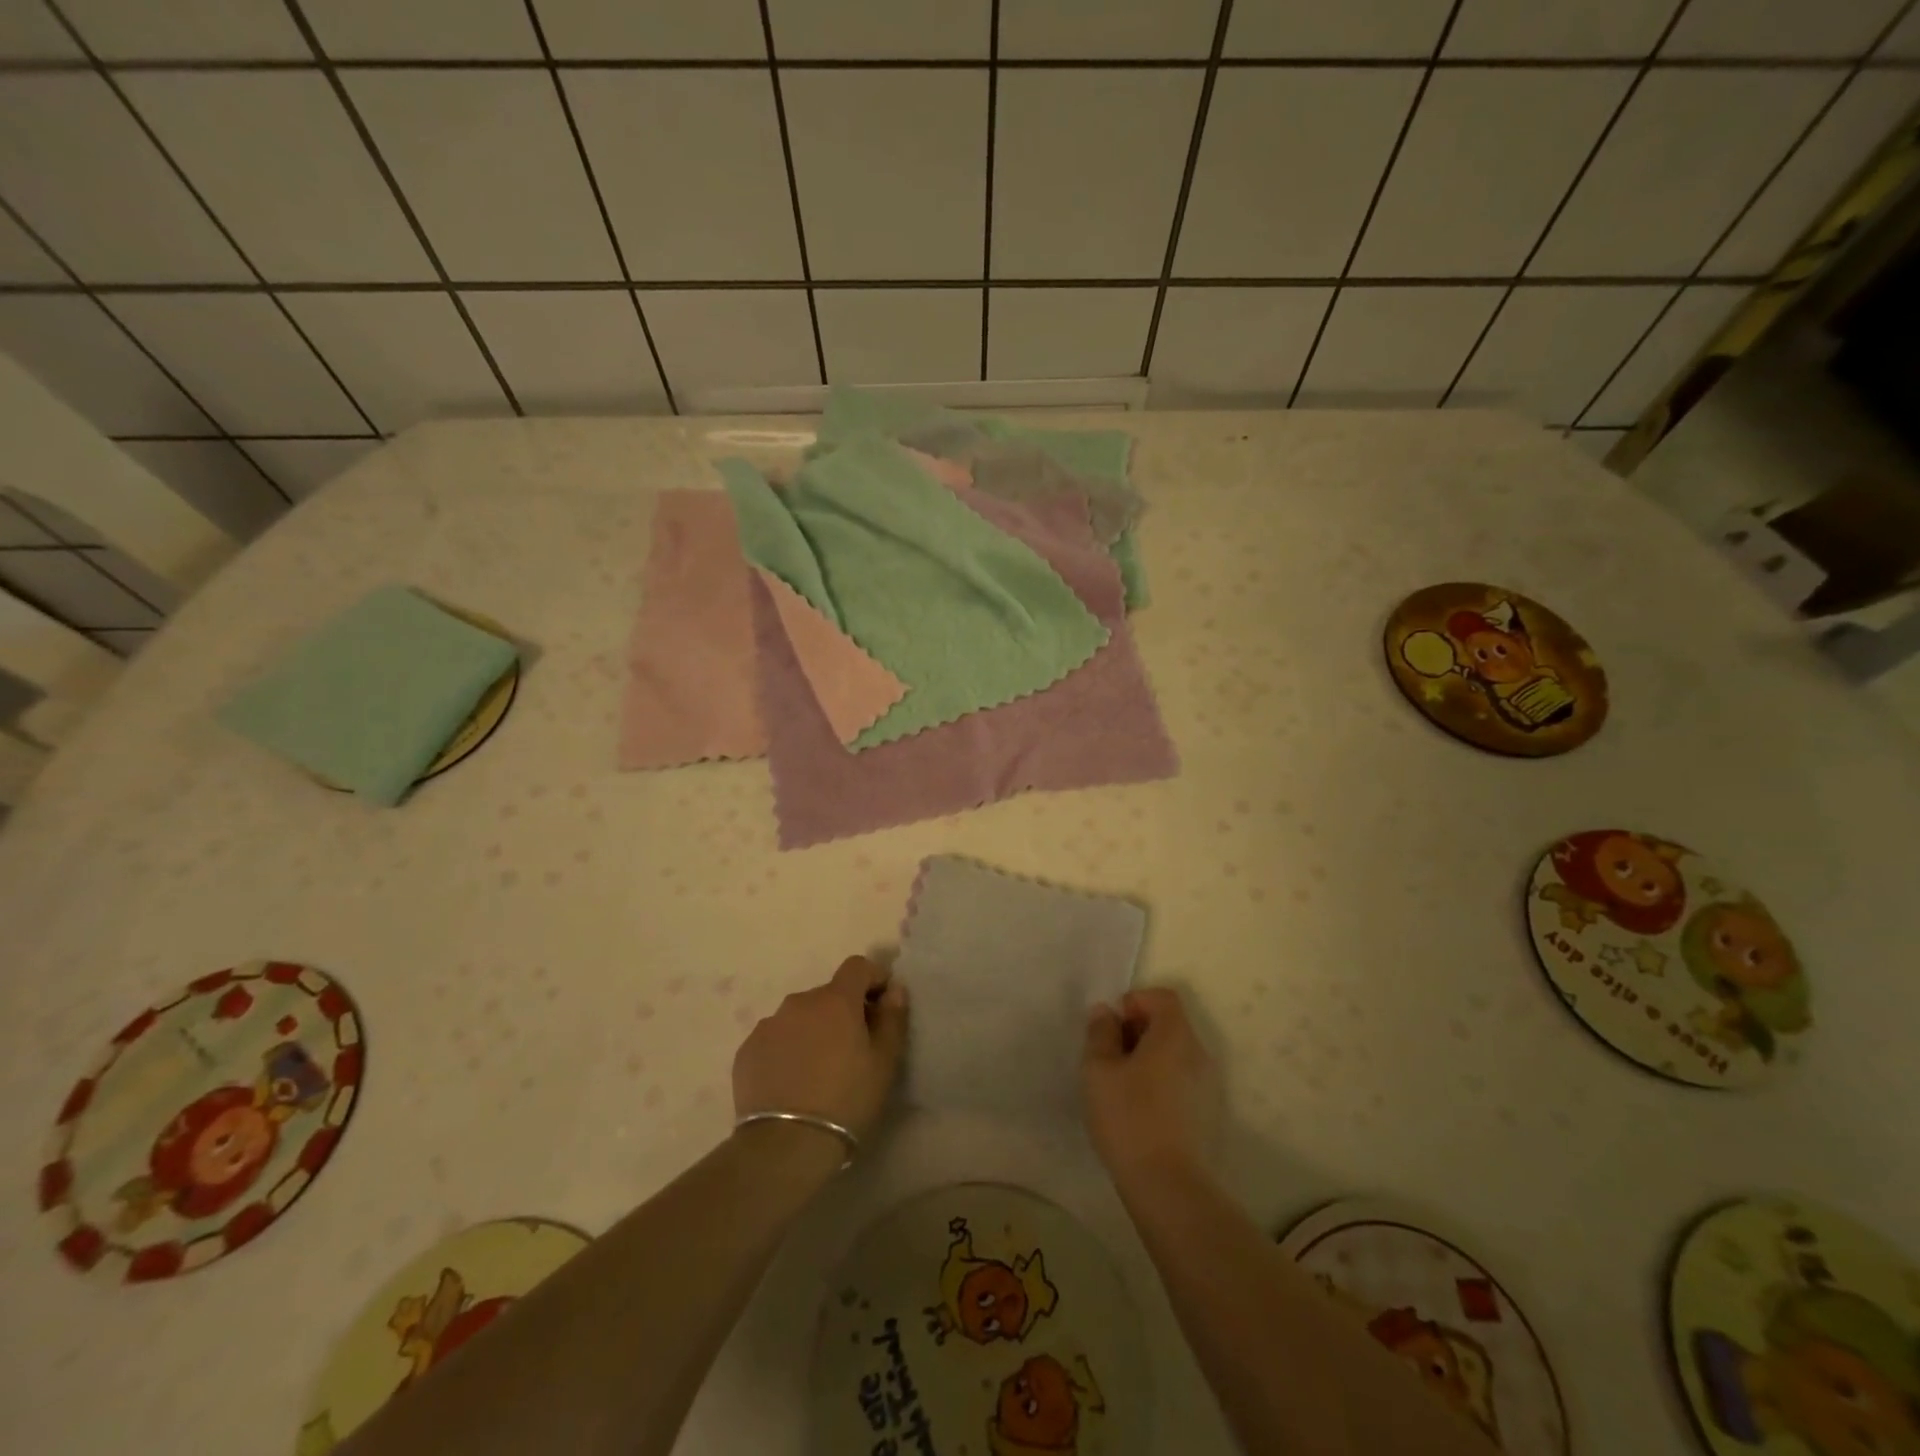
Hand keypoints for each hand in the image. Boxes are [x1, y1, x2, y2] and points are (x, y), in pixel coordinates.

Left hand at [732, 955, 907, 1143]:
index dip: (873, 979)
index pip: (858, 966)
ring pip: (799, 1017)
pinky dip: (786, 1050)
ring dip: (813, 1031)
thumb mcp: (884, 1062)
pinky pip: (775, 1039)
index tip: (881, 1006)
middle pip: (828, 995)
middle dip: (843, 1012)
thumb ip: (893, 1018)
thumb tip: (894, 989)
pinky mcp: (747, 1050)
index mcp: (836, 1000)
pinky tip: (791, 1083)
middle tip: (852, 1049)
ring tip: (818, 1070)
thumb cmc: (846, 1100)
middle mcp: (799, 1002)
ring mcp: (769, 1025)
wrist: (785, 1146)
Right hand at [1083, 987, 1219, 1186]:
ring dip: (1146, 1058)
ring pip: (1173, 1054)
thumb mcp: (1098, 1069)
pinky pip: (1179, 1080)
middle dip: (1136, 1030)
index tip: (1111, 1026)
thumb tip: (1106, 1012)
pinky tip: (1136, 1110)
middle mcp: (1198, 1053)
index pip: (1163, 997)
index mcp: (1176, 1035)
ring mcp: (1207, 1086)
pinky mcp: (1205, 1114)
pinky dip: (1158, 1082)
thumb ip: (1100, 1032)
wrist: (1168, 1185)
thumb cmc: (1129, 1116)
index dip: (1135, 1001)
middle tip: (1107, 1056)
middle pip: (1169, 1024)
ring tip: (1117, 1085)